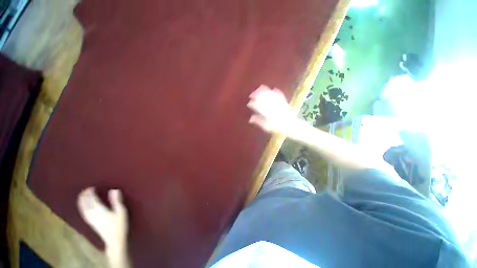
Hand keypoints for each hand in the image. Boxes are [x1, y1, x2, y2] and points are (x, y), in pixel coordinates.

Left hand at [77, 187, 127, 253]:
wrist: (114, 239)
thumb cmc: (119, 224)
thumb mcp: (121, 211)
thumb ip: (116, 200)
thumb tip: (114, 190)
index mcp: (99, 210)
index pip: (92, 199)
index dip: (90, 192)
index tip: (91, 187)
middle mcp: (92, 213)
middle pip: (85, 203)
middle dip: (84, 196)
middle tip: (86, 189)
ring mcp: (90, 219)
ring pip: (82, 208)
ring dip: (81, 201)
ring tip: (82, 195)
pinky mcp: (90, 222)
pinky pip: (83, 212)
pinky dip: (81, 207)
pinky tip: (82, 206)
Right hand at [247, 85, 295, 134]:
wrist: (290, 126)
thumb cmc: (277, 128)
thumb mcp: (266, 127)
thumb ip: (258, 122)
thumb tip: (250, 119)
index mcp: (267, 113)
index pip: (258, 106)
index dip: (253, 104)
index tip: (249, 103)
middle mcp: (272, 106)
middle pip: (264, 98)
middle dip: (257, 95)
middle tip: (251, 94)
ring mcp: (279, 103)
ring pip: (271, 94)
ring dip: (265, 91)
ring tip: (260, 88)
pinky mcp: (284, 102)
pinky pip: (280, 95)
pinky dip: (276, 91)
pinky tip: (273, 89)